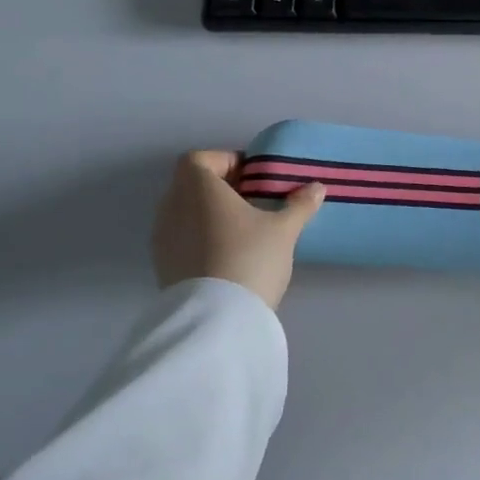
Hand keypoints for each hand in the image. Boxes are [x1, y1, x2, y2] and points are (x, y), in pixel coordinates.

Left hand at [151, 150, 325, 310]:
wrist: (217, 320)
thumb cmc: (250, 257)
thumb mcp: (284, 230)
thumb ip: (299, 204)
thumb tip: (317, 187)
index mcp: (198, 188)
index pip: (199, 159)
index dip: (225, 161)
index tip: (253, 177)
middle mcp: (172, 207)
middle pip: (191, 185)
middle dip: (221, 188)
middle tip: (254, 201)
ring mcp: (163, 239)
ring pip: (185, 212)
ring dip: (210, 214)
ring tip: (243, 230)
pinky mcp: (163, 266)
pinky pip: (181, 238)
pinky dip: (201, 237)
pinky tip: (228, 254)